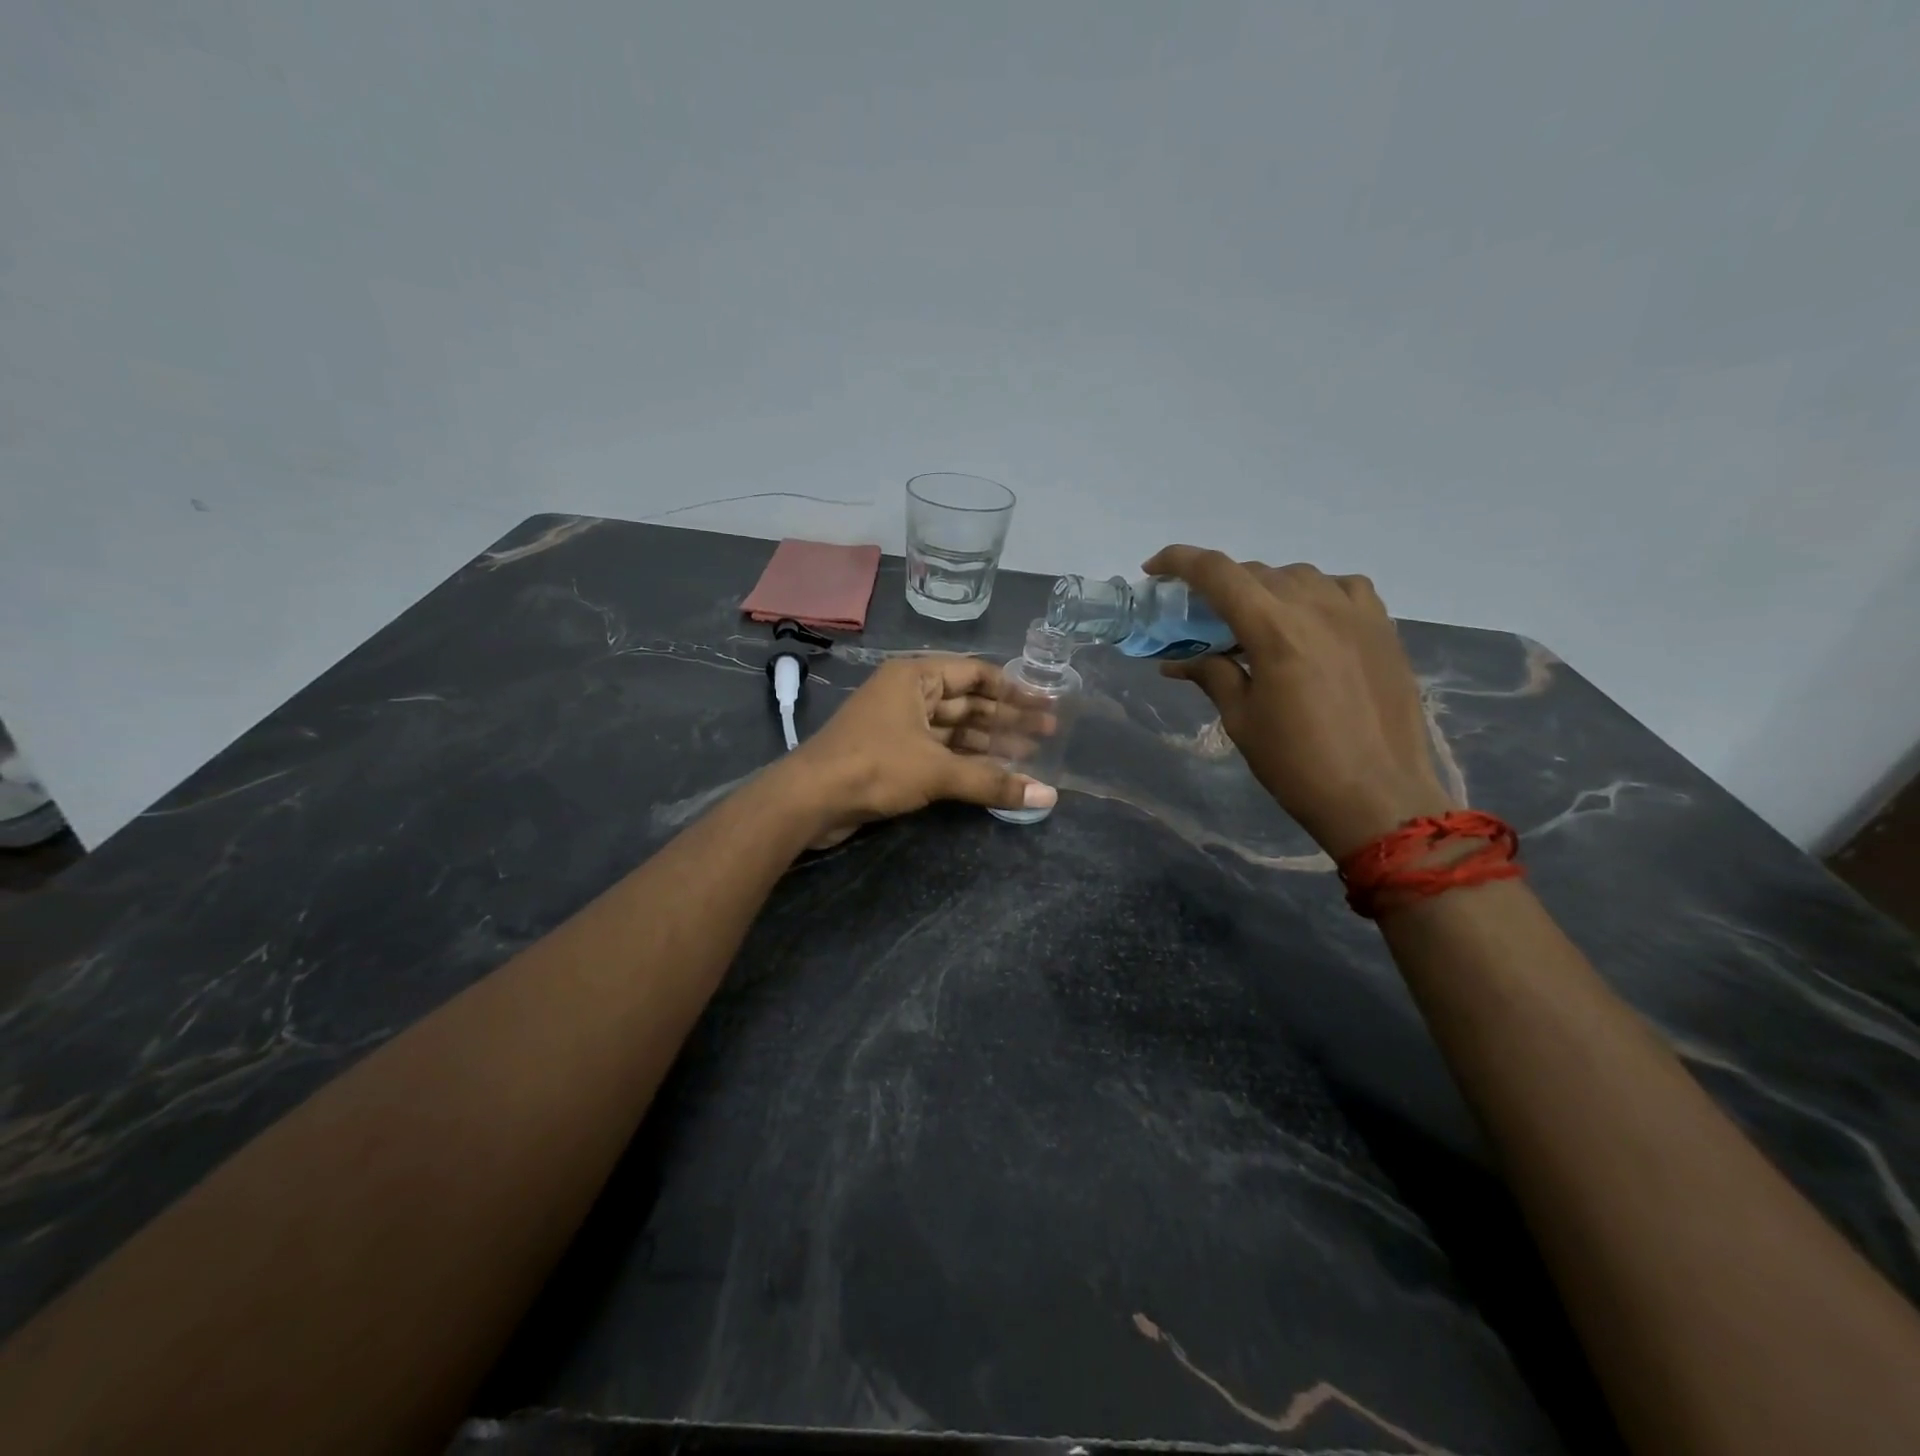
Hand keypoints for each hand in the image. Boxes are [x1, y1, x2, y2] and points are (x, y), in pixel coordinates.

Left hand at [780, 655, 1056, 847]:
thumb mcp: (938, 771)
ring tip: (1031, 757)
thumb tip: (1048, 796)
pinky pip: (939, 750)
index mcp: (916, 677)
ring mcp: (899, 724)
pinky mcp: (893, 754)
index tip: (1045, 706)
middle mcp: (908, 693)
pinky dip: (966, 760)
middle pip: (968, 702)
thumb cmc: (875, 766)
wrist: (811, 799)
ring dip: (989, 743)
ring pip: (954, 729)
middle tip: (1048, 735)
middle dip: (1006, 719)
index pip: (976, 673)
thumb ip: (993, 781)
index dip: (1013, 690)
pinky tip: (995, 773)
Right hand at [1143, 547, 1451, 857]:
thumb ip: (1212, 675)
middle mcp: (1317, 606)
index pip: (1217, 573)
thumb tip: (1177, 661)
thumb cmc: (1298, 764)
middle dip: (1219, 586)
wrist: (1380, 797)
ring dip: (1265, 589)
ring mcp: (1357, 613)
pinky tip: (1309, 620)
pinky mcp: (1383, 628)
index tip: (1154, 569)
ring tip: (1253, 621)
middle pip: (1255, 572)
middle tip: (1200, 616)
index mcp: (1274, 629)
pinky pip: (1342, 588)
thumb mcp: (1242, 720)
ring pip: (1299, 576)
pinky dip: (1315, 593)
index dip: (1179, 561)